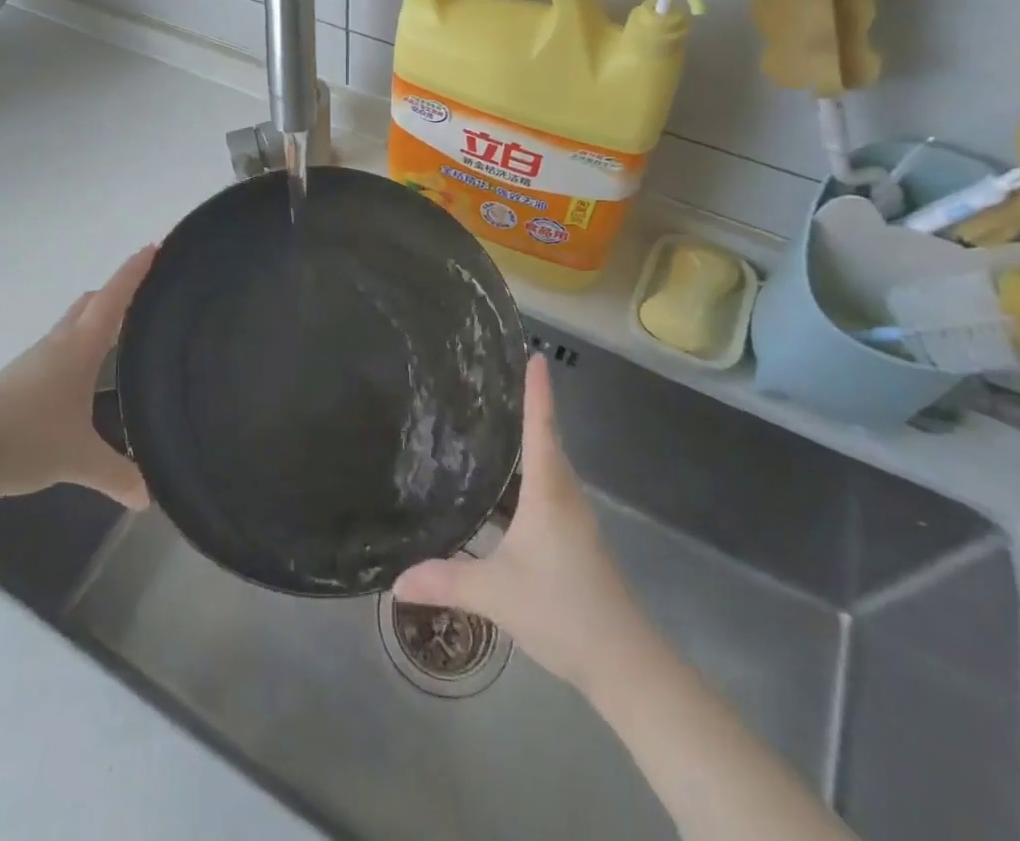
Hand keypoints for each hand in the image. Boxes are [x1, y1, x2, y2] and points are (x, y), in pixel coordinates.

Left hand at [0, 245, 154, 507]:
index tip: (155, 246)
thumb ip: (117, 476)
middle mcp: (59, 343)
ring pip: (75, 325)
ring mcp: (37, 359)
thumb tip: (149, 498)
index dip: (135, 270)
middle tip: (150, 295)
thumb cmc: (24, 439)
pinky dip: (82, 346)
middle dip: (119, 291)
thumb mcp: (78, 460)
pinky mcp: (21, 378)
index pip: (114, 297)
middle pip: (93, 302)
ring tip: (127, 336)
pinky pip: (62, 348)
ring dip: (99, 320)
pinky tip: (89, 376)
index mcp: (80, 347)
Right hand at [394, 354, 640, 692]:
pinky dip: (522, 480)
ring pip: (544, 469)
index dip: (537, 389)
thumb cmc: (563, 609)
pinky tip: (497, 493)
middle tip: (487, 383)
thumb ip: (445, 581)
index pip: (541, 425)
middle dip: (523, 408)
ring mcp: (571, 518)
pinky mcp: (572, 539)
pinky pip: (544, 492)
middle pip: (544, 440)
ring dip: (522, 446)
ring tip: (484, 427)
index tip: (533, 354)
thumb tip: (394, 582)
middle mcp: (564, 494)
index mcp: (549, 490)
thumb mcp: (496, 593)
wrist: (626, 664)